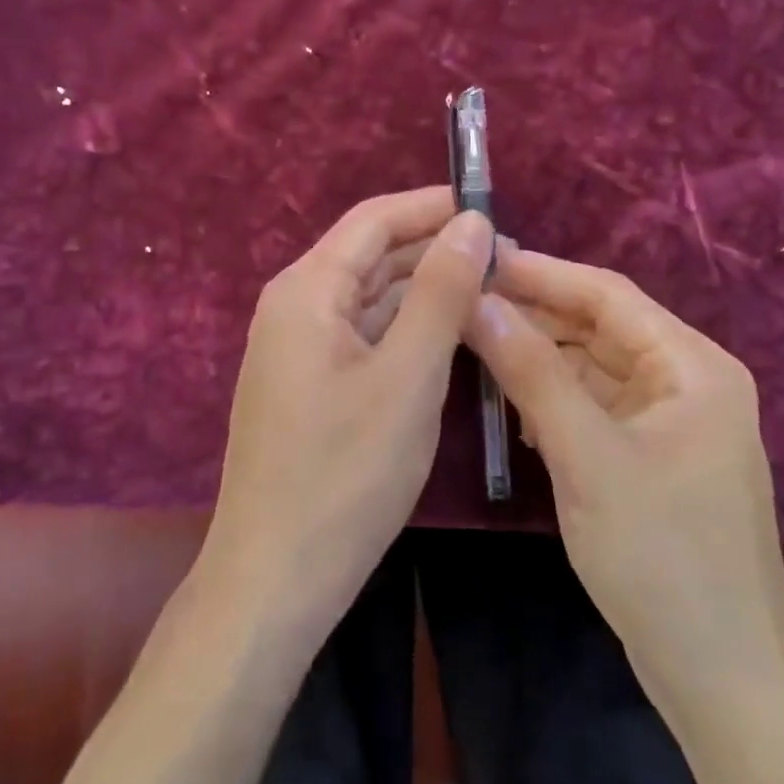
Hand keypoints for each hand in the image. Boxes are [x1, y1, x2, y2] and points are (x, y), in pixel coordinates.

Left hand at [202, 187, 494, 640]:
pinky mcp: (310, 383)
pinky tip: (451, 335)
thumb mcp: (408, 376)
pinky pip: (364, 335)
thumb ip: (441, 292)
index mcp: (307, 289)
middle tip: (507, 259)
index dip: (431, 206)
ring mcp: (298, 347)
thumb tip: (472, 221)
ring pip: (371, 297)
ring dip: (425, 291)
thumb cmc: (345, 473)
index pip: (374, 219)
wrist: (276, 576)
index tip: (493, 207)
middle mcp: (294, 305)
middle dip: (434, 250)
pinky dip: (406, 329)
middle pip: (371, 255)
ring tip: (492, 292)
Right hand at [464, 249, 783, 709]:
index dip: (541, 273)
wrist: (722, 681)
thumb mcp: (588, 457)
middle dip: (534, 316)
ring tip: (474, 346)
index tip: (478, 259)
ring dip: (539, 359)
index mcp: (693, 367)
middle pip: (599, 328)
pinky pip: (594, 407)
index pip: (607, 294)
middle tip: (462, 302)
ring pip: (592, 368)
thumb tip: (478, 302)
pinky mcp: (651, 458)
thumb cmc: (662, 558)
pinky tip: (512, 408)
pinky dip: (554, 400)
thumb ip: (533, 374)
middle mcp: (687, 382)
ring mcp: (670, 422)